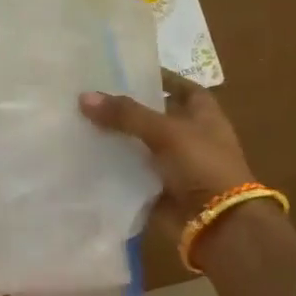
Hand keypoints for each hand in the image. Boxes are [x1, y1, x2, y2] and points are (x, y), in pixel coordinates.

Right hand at [79, 71, 255, 228]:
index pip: (178, 86)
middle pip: (152, 116)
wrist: (217, 224)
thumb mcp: (166, 131)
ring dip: (116, 138)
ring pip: (139, 145)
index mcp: (203, 113)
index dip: (155, 77)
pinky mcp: (159, 188)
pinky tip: (84, 156)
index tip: (121, 70)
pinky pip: (131, 172)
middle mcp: (189, 135)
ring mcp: (174, 164)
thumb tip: (83, 97)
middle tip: (88, 95)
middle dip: (125, 109)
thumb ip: (125, 114)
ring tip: (78, 122)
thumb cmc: (202, 165)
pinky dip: (113, 167)